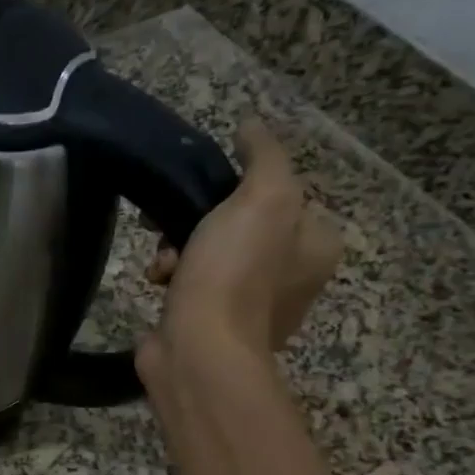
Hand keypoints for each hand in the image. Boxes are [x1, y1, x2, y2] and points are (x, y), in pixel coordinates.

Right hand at [140, 117, 341, 369]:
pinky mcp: (211, 324)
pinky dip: (172, 279)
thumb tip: (252, 125)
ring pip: (208, 253)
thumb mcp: (262, 198)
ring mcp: (250, 305)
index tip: (209, 189)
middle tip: (176, 226)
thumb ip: (264, 156)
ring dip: (178, 250)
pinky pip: (190, 286)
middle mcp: (291, 274)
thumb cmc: (235, 272)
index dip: (241, 186)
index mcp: (317, 244)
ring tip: (163, 263)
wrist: (197, 349)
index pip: (283, 194)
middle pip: (239, 223)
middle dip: (200, 221)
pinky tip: (157, 283)